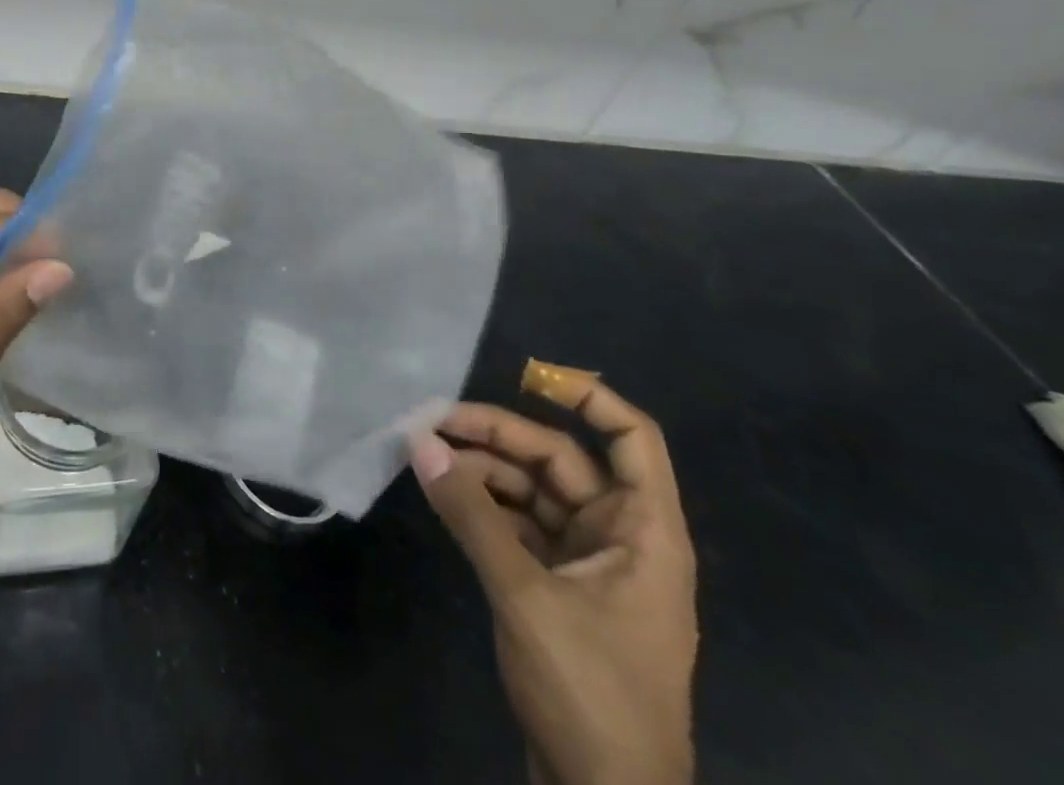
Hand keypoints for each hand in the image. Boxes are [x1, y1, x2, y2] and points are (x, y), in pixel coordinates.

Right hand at [411, 375, 697, 784]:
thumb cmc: (590, 691)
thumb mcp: (525, 595)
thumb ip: (472, 514)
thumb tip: (420, 444)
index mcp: (645, 533)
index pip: (633, 440)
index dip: (588, 397)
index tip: (527, 374)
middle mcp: (621, 539)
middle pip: (562, 460)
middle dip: (499, 435)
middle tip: (433, 422)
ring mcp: (590, 565)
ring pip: (535, 491)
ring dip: (484, 470)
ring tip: (426, 456)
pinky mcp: (559, 589)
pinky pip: (520, 526)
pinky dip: (484, 506)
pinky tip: (444, 494)